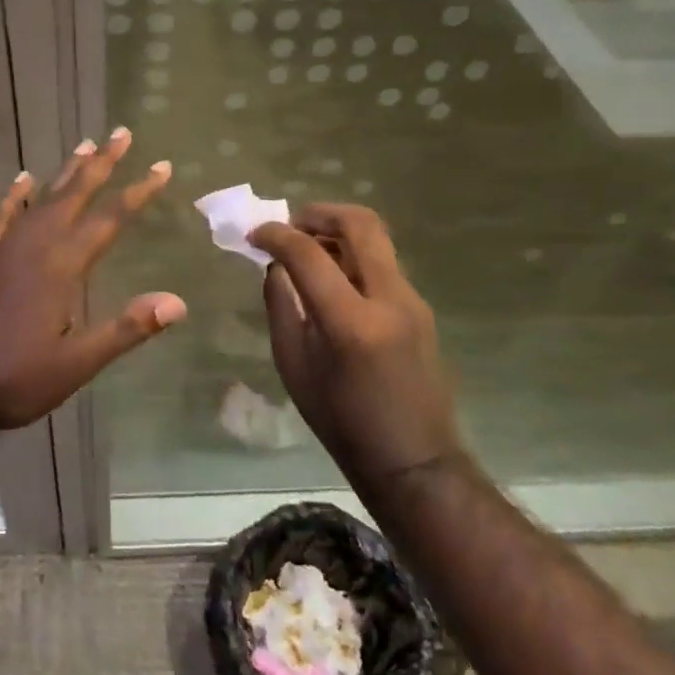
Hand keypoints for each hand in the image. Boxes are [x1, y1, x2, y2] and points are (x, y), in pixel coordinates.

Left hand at [0, 128, 185, 439]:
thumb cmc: (16, 379)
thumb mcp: (77, 363)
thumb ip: (126, 329)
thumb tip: (177, 302)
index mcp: (62, 266)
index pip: (109, 219)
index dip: (138, 191)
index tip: (161, 167)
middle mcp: (34, 245)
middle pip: (74, 194)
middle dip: (101, 163)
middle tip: (120, 133)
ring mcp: (2, 247)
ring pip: (40, 198)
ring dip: (64, 172)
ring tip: (84, 146)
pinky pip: (0, 216)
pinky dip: (13, 196)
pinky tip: (21, 181)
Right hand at [249, 204, 461, 486]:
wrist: (414, 461)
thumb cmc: (343, 422)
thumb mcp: (294, 366)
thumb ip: (281, 307)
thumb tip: (275, 266)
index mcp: (351, 322)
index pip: (308, 253)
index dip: (276, 235)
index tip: (255, 235)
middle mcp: (389, 299)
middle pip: (360, 224)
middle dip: (318, 213)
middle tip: (290, 225)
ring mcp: (412, 301)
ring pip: (375, 239)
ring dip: (337, 232)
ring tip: (307, 250)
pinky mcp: (420, 307)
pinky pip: (382, 262)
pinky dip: (353, 254)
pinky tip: (332, 278)